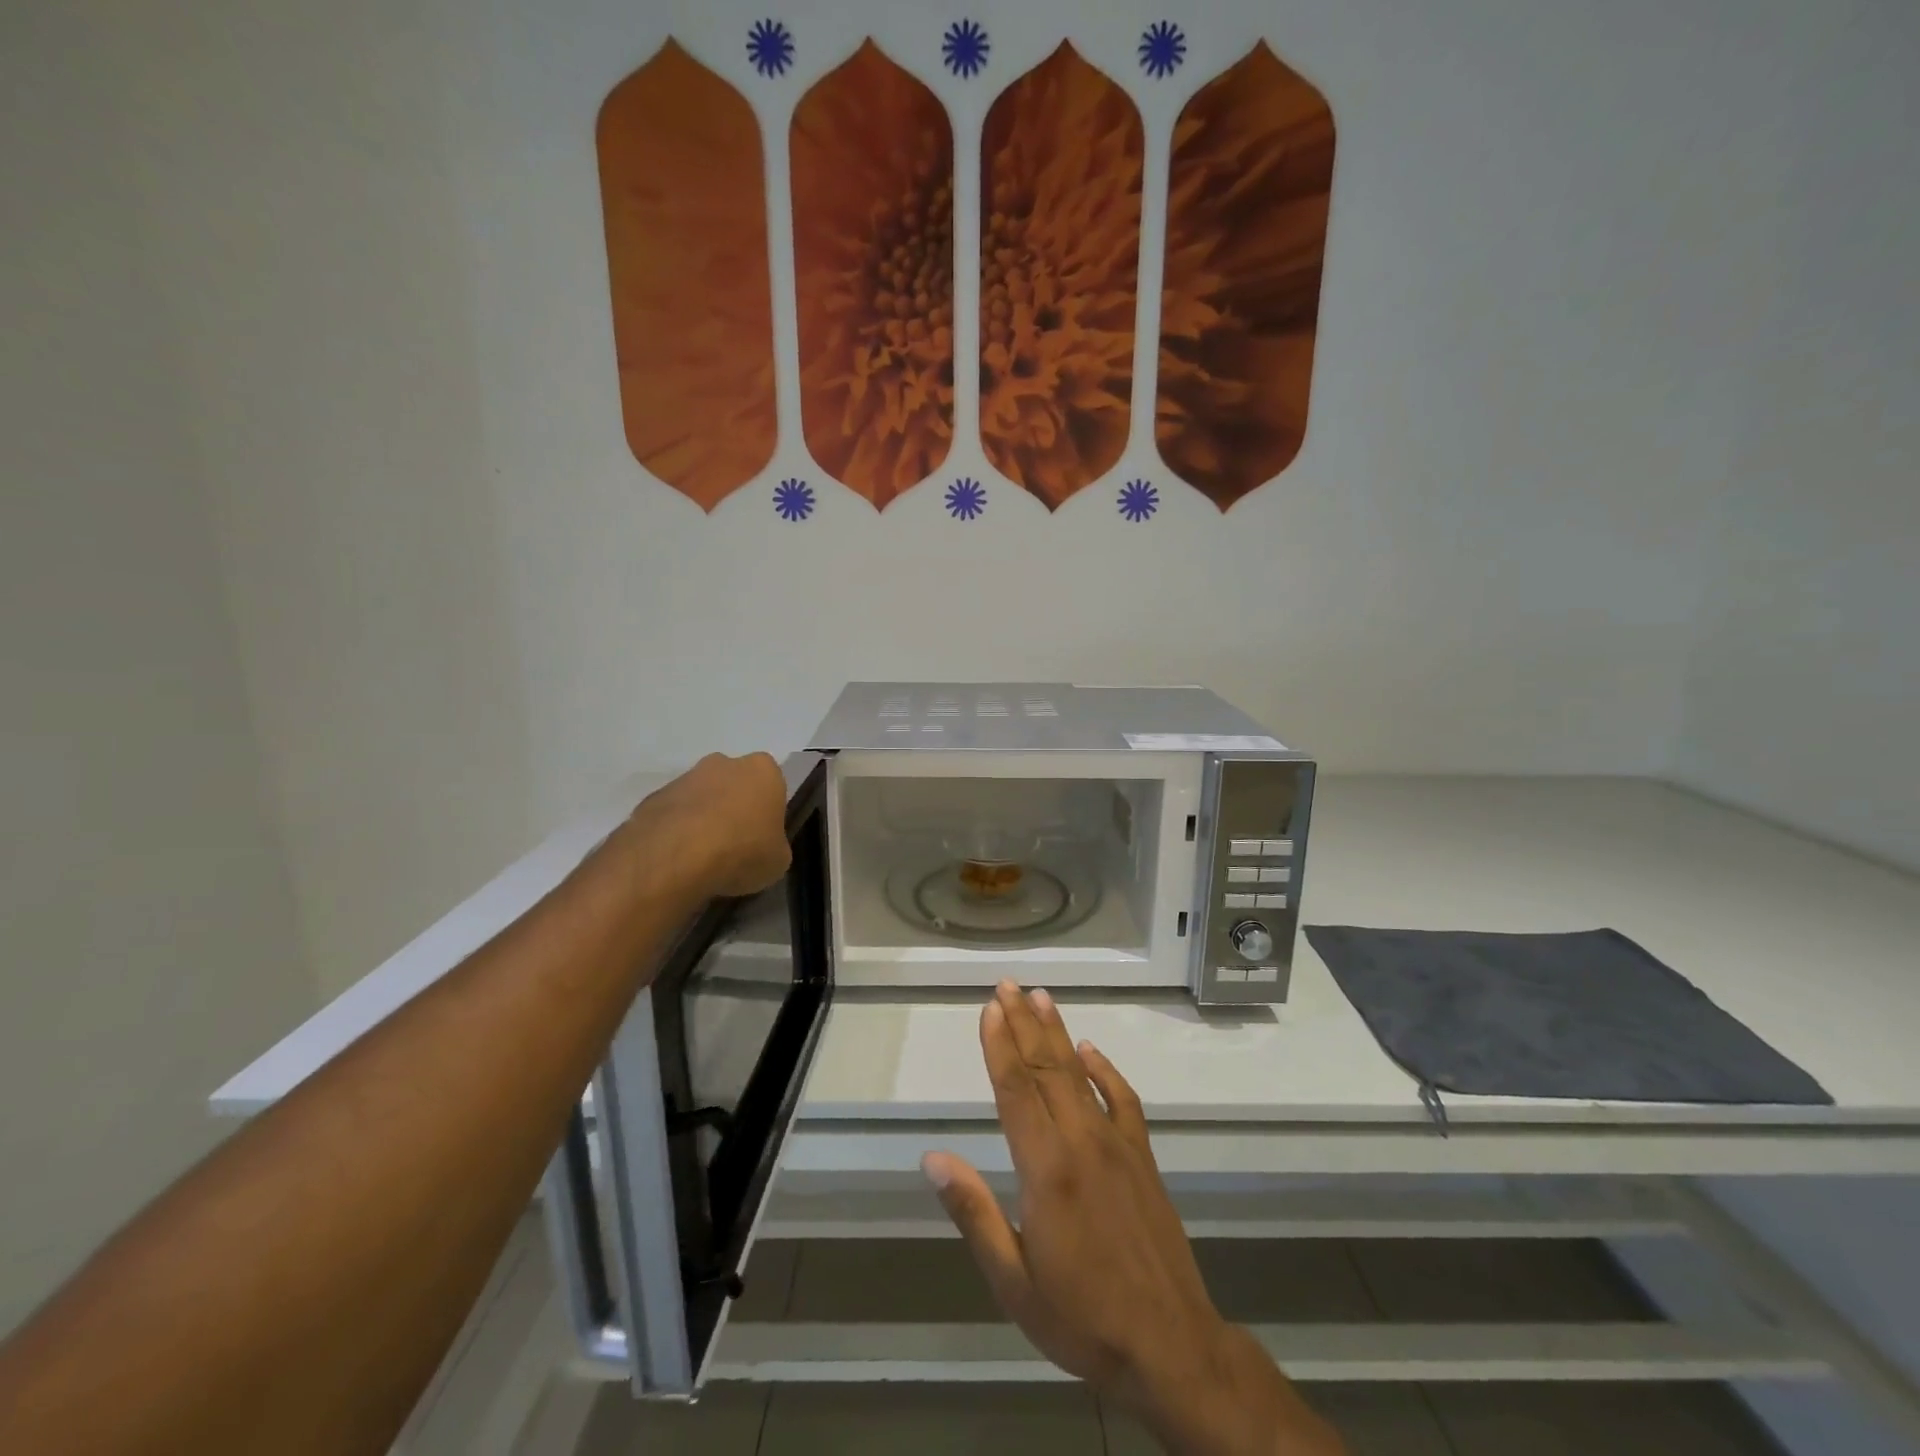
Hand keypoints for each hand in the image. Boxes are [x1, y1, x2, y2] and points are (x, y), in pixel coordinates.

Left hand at [628, 752, 790, 900]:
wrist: (675, 856)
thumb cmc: (741, 851)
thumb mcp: (778, 860)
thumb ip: (774, 846)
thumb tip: (764, 849)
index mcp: (763, 771)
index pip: (772, 785)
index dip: (768, 812)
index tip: (763, 836)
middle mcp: (724, 764)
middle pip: (734, 785)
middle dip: (733, 808)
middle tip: (734, 844)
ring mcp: (685, 777)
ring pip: (701, 797)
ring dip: (703, 819)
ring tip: (702, 858)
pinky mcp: (653, 797)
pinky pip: (673, 814)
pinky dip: (676, 831)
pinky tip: (678, 858)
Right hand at [924, 984, 1344, 1455]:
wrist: (1170, 1345)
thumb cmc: (1082, 1317)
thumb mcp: (1013, 1280)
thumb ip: (974, 1212)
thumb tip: (933, 1159)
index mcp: (1046, 1169)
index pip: (1016, 1090)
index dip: (1000, 1045)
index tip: (989, 1008)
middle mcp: (1081, 1142)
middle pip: (1046, 1068)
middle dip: (1023, 1023)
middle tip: (1007, 985)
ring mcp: (1117, 1145)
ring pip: (1080, 1074)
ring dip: (1057, 1033)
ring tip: (1040, 997)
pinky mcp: (1143, 1157)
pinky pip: (1123, 1100)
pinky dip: (1105, 1070)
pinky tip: (1090, 1050)